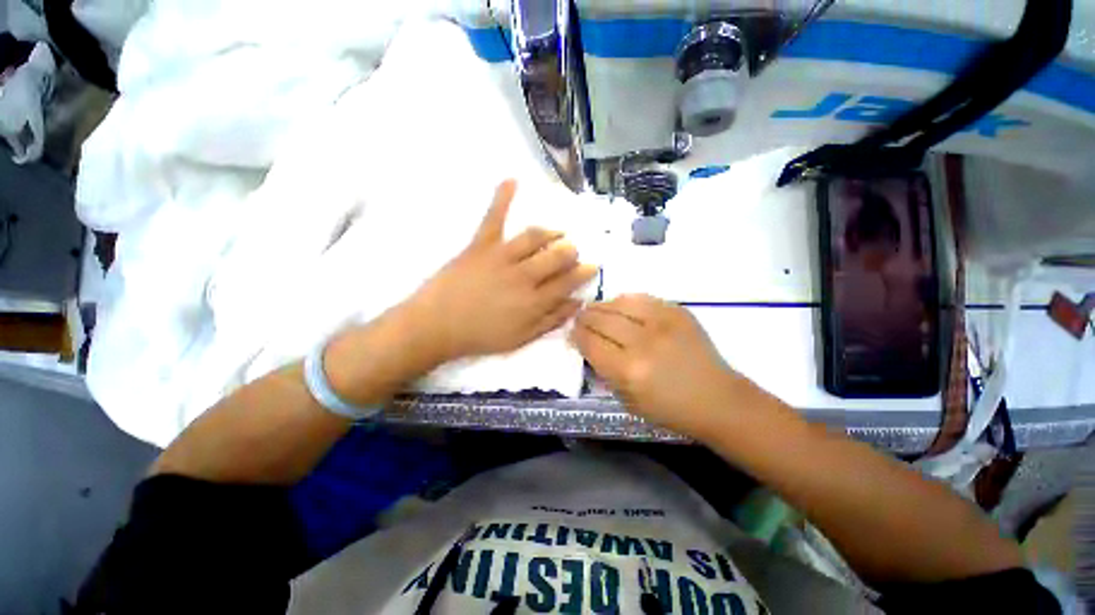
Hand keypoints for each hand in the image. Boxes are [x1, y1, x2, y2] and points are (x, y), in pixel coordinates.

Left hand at [406, 180, 597, 362]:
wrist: (437, 326)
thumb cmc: (481, 336)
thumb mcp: (522, 338)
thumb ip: (551, 320)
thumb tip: (577, 304)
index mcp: (534, 301)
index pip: (568, 282)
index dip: (583, 273)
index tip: (592, 266)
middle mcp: (524, 276)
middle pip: (557, 256)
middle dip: (570, 252)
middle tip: (572, 251)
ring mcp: (502, 257)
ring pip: (535, 237)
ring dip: (551, 233)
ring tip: (557, 233)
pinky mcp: (481, 245)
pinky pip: (494, 218)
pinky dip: (502, 198)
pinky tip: (512, 180)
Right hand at [572, 294, 750, 438]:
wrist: (717, 399)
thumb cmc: (670, 409)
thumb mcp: (627, 400)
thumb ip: (603, 370)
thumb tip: (586, 344)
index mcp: (628, 371)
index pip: (590, 342)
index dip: (576, 335)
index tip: (572, 332)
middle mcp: (642, 342)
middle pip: (601, 319)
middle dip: (584, 317)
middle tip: (580, 318)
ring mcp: (662, 323)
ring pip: (619, 303)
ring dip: (602, 305)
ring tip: (596, 309)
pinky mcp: (677, 312)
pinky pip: (642, 298)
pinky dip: (625, 301)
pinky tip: (621, 306)